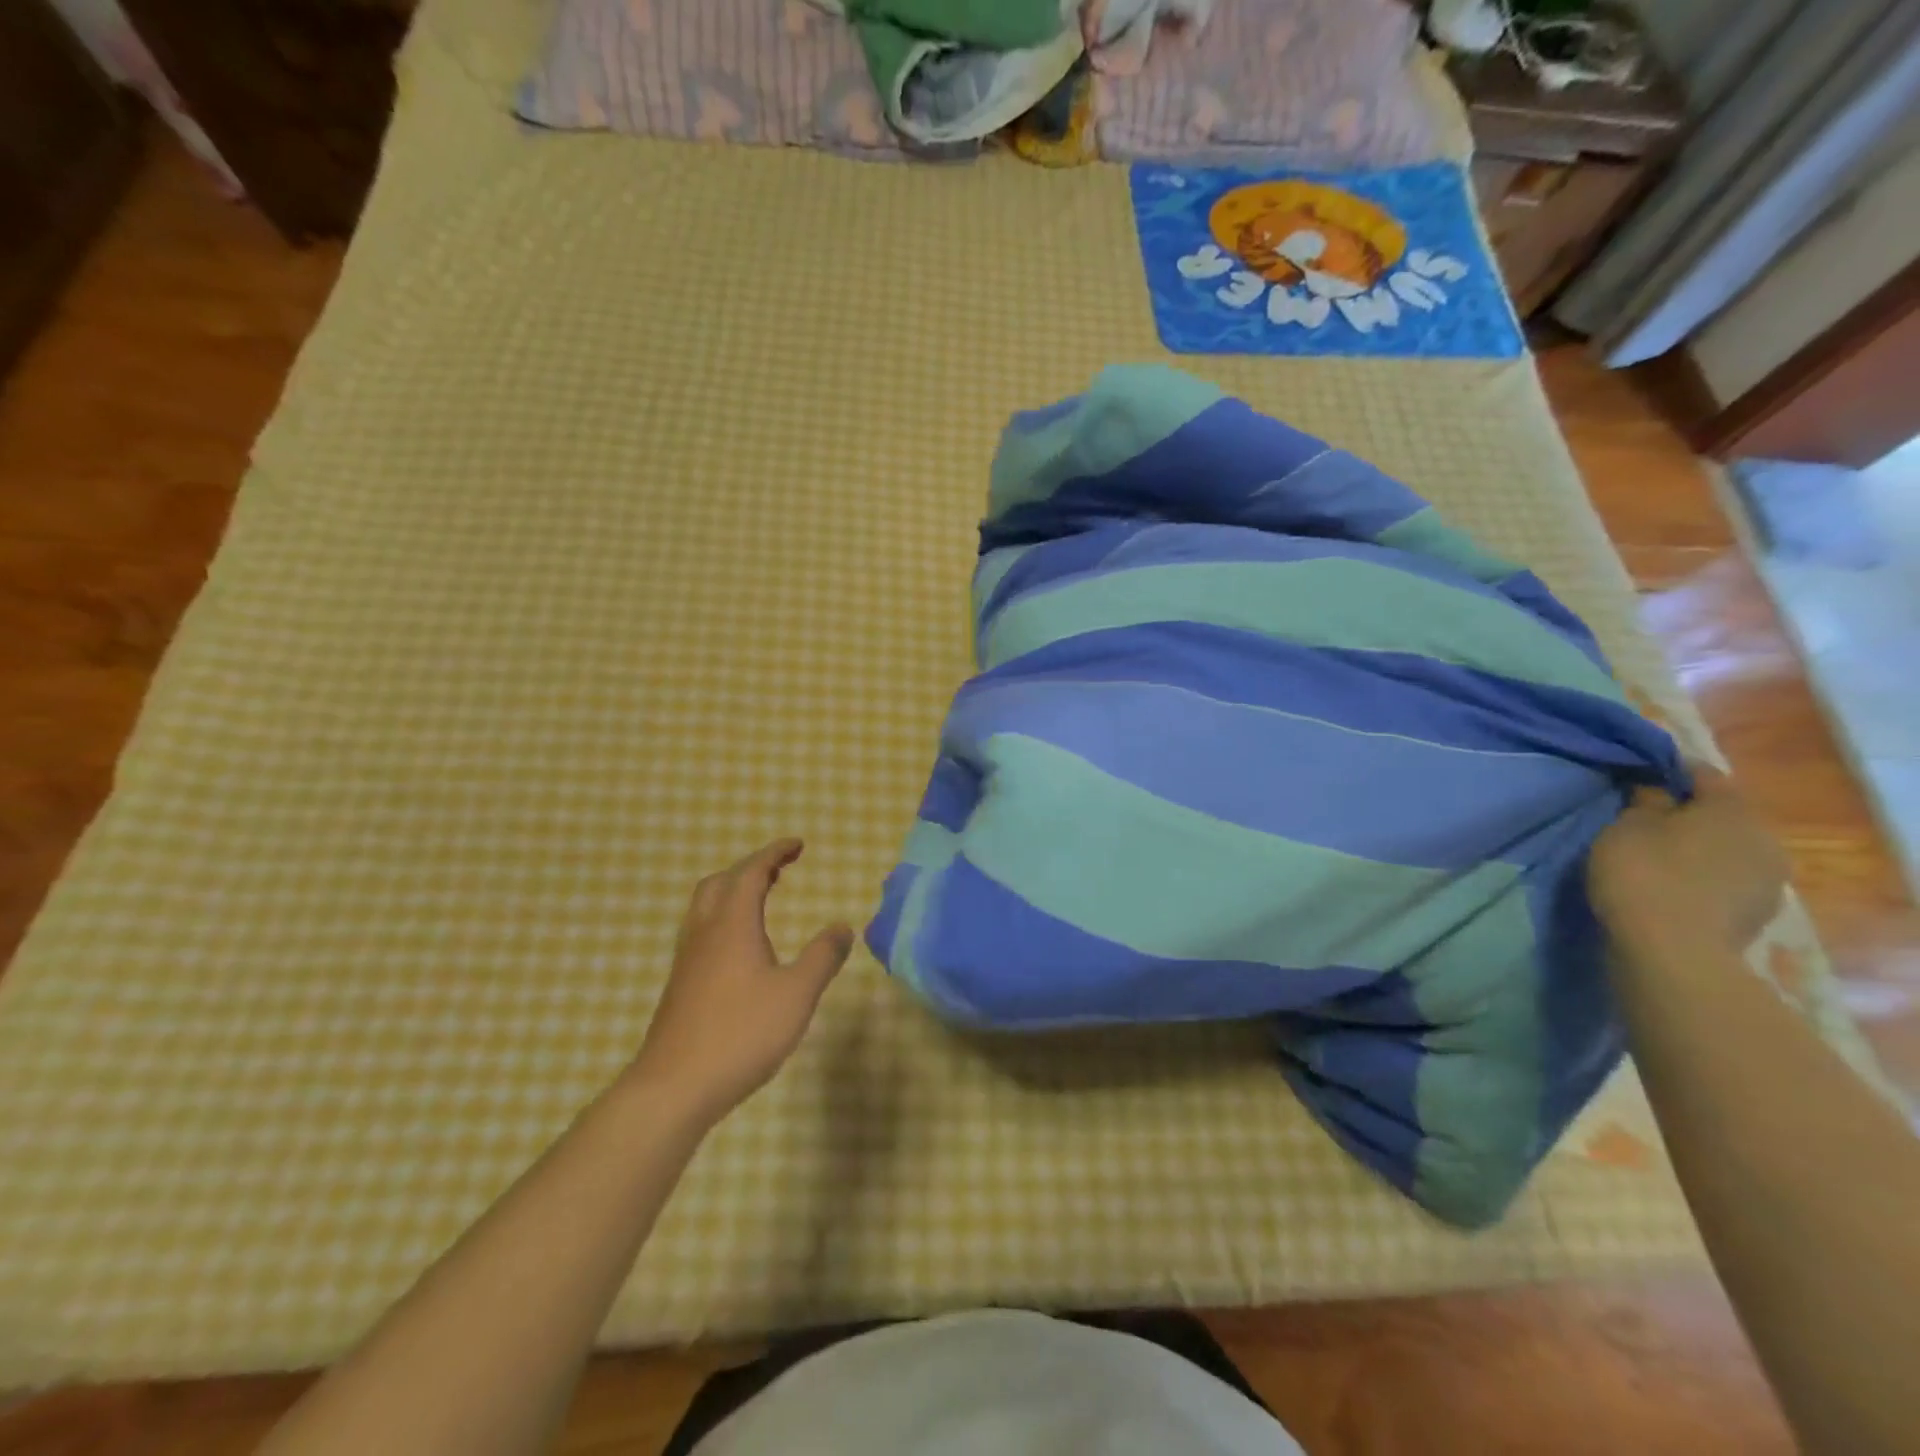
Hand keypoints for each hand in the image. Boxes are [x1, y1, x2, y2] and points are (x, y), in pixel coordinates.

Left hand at [629, 839, 853, 1125]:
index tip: (797, 845)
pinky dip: (723, 919)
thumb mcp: (796, 995)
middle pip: (721, 883)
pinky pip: (701, 931)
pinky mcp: (679, 985)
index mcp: (732, 925)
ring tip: (761, 901)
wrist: (673, 1087)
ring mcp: (687, 959)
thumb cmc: (740, 1034)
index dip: (774, 853)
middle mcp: (705, 933)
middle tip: (779, 871)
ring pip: (705, 907)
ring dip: (733, 892)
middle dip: (751, 868)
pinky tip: (740, 949)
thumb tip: (842, 927)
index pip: (751, 873)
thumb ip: (822, 958)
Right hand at [1588, 766, 1786, 955]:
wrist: (1673, 951)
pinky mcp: (1756, 912)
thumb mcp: (1626, 827)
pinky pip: (1725, 879)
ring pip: (1726, 848)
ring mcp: (1767, 880)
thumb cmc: (1644, 874)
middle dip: (1685, 812)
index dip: (1666, 769)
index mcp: (1734, 809)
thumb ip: (1646, 801)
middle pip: (1721, 813)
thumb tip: (1655, 787)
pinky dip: (1700, 876)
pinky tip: (1671, 884)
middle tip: (1640, 816)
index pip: (1702, 772)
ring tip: (1654, 854)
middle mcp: (1764, 838)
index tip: (1634, 773)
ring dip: (1695, 847)